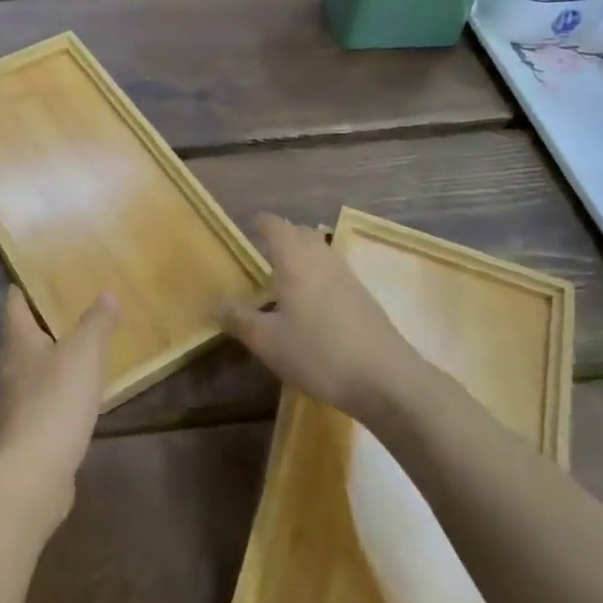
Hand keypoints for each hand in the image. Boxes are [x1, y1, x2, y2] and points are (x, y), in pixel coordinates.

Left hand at [0, 287, 115, 529]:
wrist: (31, 478)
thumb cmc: (54, 403)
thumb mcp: (84, 353)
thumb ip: (97, 322)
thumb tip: (106, 292)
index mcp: (18, 339)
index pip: (16, 299)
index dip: (28, 283)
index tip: (50, 269)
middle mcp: (12, 365)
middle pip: (26, 331)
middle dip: (49, 316)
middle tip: (80, 299)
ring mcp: (19, 399)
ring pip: (38, 364)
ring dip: (58, 352)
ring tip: (88, 339)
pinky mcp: (31, 429)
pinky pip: (49, 395)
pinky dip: (65, 385)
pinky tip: (86, 387)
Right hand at [220, 214, 418, 419]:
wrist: (385, 379)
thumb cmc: (318, 353)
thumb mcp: (268, 342)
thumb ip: (240, 320)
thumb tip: (217, 305)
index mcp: (295, 261)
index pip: (276, 227)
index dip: (262, 223)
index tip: (250, 224)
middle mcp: (322, 260)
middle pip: (302, 233)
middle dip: (284, 234)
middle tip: (265, 247)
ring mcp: (347, 277)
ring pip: (321, 250)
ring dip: (303, 252)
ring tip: (287, 270)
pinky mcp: (363, 297)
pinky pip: (334, 270)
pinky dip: (318, 272)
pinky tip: (313, 298)